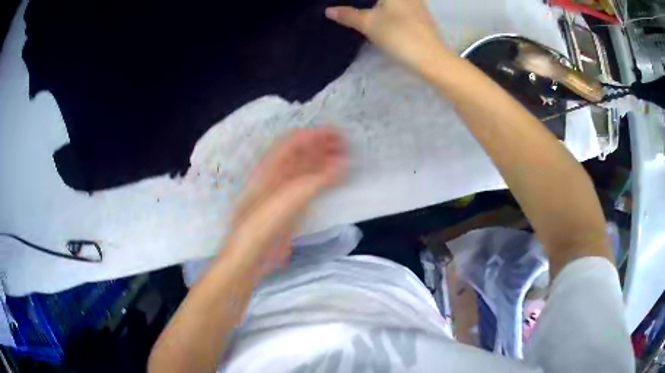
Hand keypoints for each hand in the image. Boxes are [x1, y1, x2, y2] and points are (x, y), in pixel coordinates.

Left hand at [224, 127, 347, 276]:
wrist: (252, 253)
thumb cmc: (265, 222)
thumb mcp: (291, 197)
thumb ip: (319, 179)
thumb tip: (345, 163)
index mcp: (271, 166)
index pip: (294, 140)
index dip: (316, 134)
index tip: (339, 133)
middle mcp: (276, 174)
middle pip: (301, 153)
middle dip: (323, 146)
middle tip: (348, 146)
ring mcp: (283, 190)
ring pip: (306, 169)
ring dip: (325, 162)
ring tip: (347, 160)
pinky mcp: (290, 205)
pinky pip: (309, 186)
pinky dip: (324, 180)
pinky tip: (337, 180)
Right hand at [325, 0, 445, 72]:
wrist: (430, 58)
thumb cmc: (399, 35)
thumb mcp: (368, 24)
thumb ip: (348, 15)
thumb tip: (329, 10)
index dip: (357, 1)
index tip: (344, 5)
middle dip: (366, 2)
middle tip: (350, 7)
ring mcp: (417, 3)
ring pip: (392, 2)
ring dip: (377, 5)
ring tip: (361, 9)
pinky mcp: (421, 16)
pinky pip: (400, 6)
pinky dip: (388, 8)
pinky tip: (380, 15)